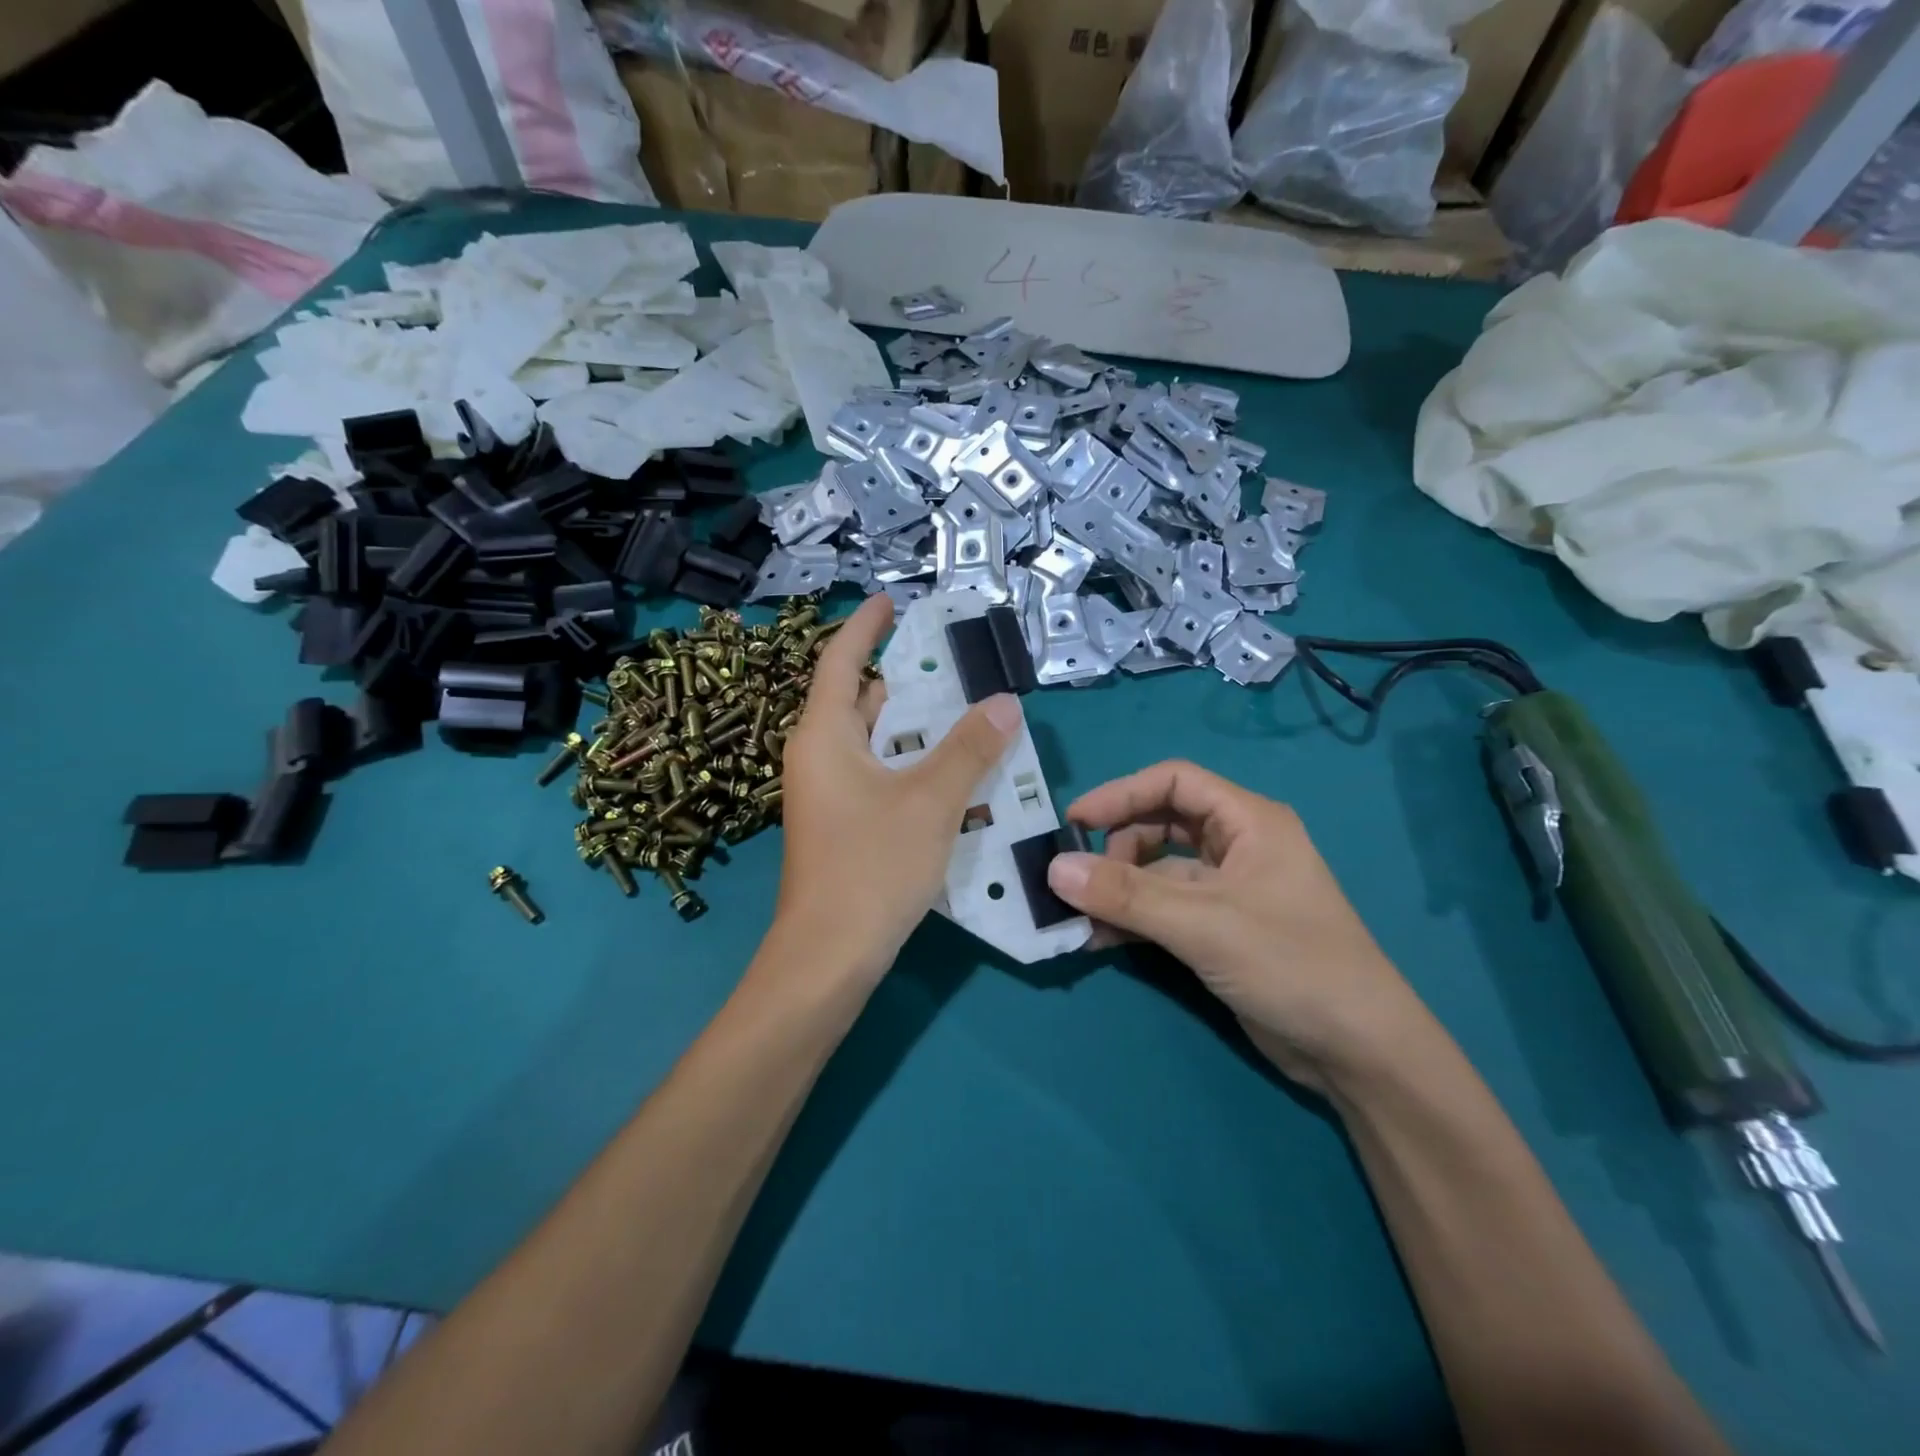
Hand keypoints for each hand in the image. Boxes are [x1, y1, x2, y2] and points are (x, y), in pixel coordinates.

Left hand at [770, 595, 1022, 985]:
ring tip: (965, 715)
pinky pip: (877, 776)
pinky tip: (951, 774)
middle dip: (904, 682)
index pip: (840, 660)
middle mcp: (818, 756)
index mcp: (824, 735)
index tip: (891, 601)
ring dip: (914, 729)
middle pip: (859, 701)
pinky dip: (909, 765)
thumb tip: (1005, 704)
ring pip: (873, 743)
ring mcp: (826, 793)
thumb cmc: (872, 866)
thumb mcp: (931, 802)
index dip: (865, 627)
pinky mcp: (840, 824)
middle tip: (954, 667)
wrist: (829, 955)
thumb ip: (969, 749)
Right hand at [1046, 761, 1428, 1087]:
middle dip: (1116, 848)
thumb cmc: (1290, 963)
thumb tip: (1053, 868)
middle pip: (1161, 824)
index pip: (1174, 781)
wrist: (1358, 1052)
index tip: (1074, 822)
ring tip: (1078, 917)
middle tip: (1078, 880)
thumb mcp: (1202, 924)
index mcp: (1248, 821)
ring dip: (1118, 890)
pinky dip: (1132, 919)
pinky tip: (1098, 941)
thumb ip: (1127, 895)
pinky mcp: (1220, 929)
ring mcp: (1229, 889)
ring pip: (1158, 871)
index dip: (1121, 794)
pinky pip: (1164, 909)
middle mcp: (1238, 845)